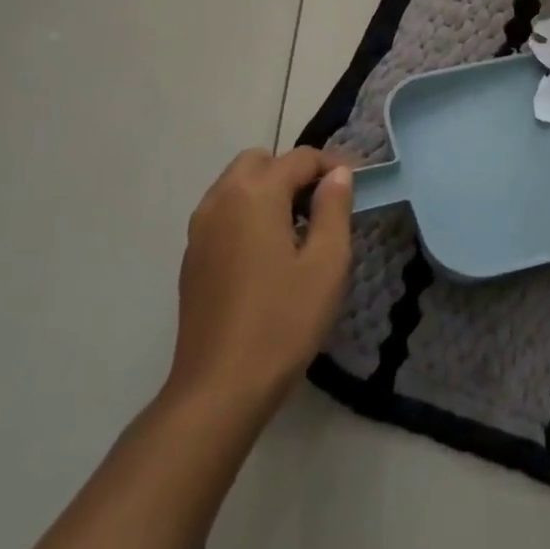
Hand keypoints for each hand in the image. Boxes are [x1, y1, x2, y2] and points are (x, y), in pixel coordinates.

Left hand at [164, 147, 353, 418]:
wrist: (219, 389)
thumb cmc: (283, 321)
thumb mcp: (327, 263)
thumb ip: (334, 208)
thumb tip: (339, 174)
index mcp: (255, 195)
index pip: (300, 159)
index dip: (333, 165)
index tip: (357, 185)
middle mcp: (220, 200)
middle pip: (260, 162)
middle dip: (294, 172)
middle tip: (324, 204)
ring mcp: (200, 230)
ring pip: (237, 185)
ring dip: (269, 191)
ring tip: (300, 228)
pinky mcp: (192, 258)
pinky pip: (224, 213)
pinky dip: (249, 213)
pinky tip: (270, 253)